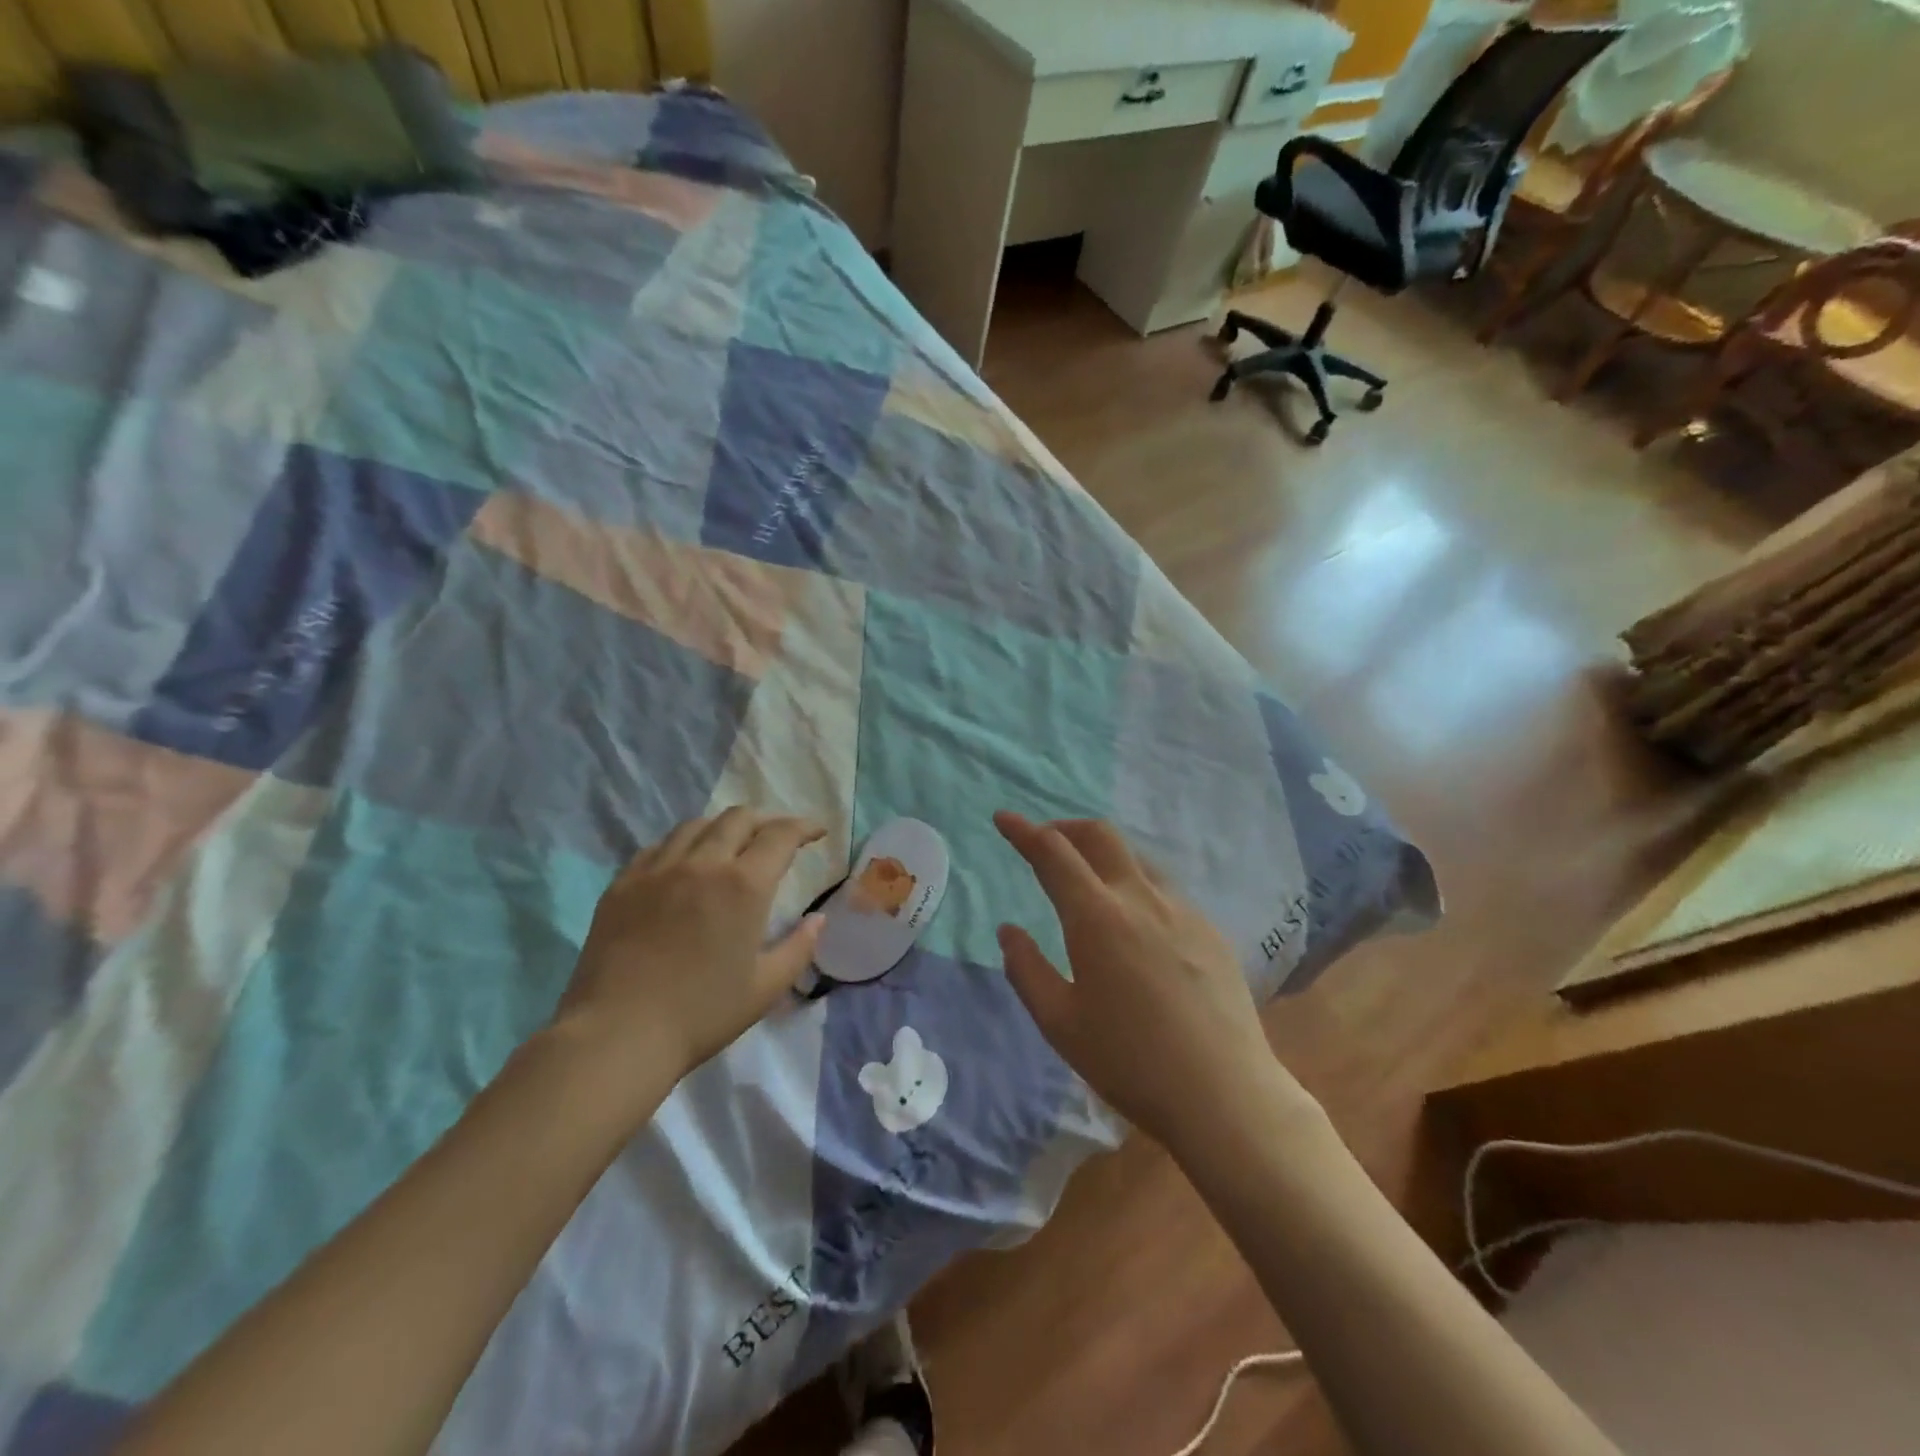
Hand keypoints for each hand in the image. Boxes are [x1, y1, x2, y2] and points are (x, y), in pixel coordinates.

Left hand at [557, 808, 825, 1087]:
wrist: (618, 1033)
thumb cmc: (702, 1013)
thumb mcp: (766, 987)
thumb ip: (799, 947)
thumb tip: (818, 919)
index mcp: (744, 885)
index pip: (781, 835)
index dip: (804, 827)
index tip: (817, 832)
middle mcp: (703, 863)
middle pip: (739, 818)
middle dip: (765, 821)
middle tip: (777, 838)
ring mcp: (658, 869)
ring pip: (696, 825)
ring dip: (723, 827)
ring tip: (730, 845)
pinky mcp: (623, 883)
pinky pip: (658, 846)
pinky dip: (682, 845)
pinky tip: (684, 864)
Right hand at [994, 812, 1319, 1152]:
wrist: (1225, 1094)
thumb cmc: (1130, 1062)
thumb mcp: (1060, 1023)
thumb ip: (1027, 969)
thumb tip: (1009, 930)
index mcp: (1097, 917)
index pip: (1053, 853)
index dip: (1023, 831)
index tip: (1003, 818)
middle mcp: (1141, 898)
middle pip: (1100, 835)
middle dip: (1065, 828)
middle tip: (1044, 843)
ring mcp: (1182, 910)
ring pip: (1135, 858)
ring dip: (1102, 853)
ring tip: (1086, 879)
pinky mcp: (1210, 930)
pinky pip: (1163, 889)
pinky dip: (1134, 883)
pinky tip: (1133, 922)